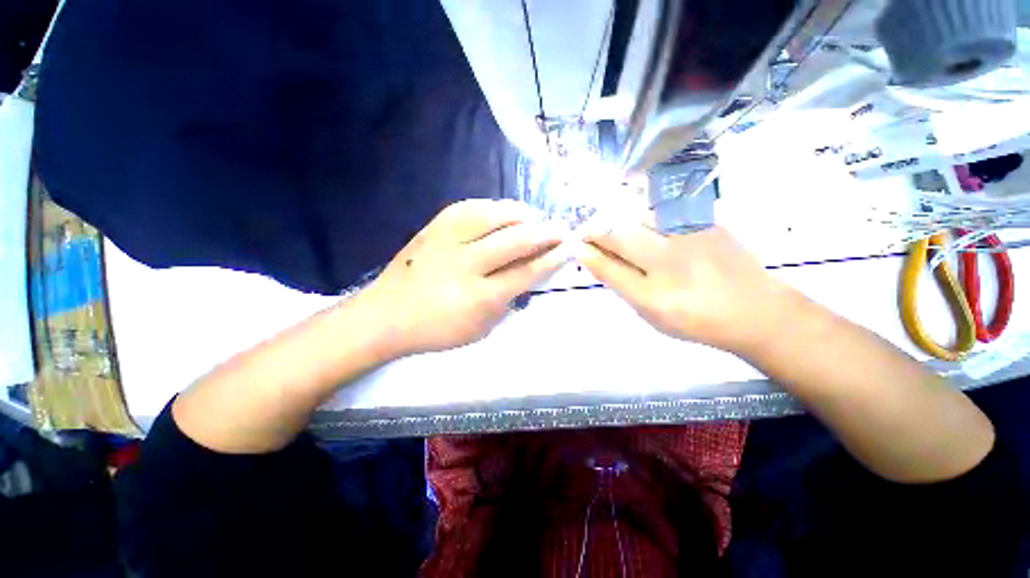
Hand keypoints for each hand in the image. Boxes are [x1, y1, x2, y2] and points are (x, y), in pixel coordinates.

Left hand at [356, 199, 566, 356]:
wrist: (386, 314)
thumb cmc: (437, 330)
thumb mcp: (481, 329)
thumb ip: (509, 301)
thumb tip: (530, 273)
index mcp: (479, 297)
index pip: (527, 272)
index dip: (552, 258)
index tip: (569, 248)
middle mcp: (466, 264)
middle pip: (516, 239)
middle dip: (546, 232)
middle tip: (561, 230)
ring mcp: (448, 240)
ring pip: (496, 215)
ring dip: (524, 214)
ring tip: (536, 219)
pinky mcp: (435, 226)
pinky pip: (473, 206)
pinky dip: (496, 208)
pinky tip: (506, 213)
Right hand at [575, 218, 800, 353]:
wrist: (755, 310)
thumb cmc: (694, 318)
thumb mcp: (648, 309)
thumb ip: (616, 279)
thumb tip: (588, 255)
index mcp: (655, 287)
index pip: (607, 258)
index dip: (586, 247)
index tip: (575, 244)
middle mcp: (671, 253)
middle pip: (620, 228)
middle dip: (597, 229)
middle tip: (590, 237)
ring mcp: (690, 231)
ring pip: (639, 214)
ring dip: (618, 221)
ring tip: (616, 234)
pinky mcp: (705, 220)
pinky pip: (661, 211)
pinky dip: (642, 217)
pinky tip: (646, 230)